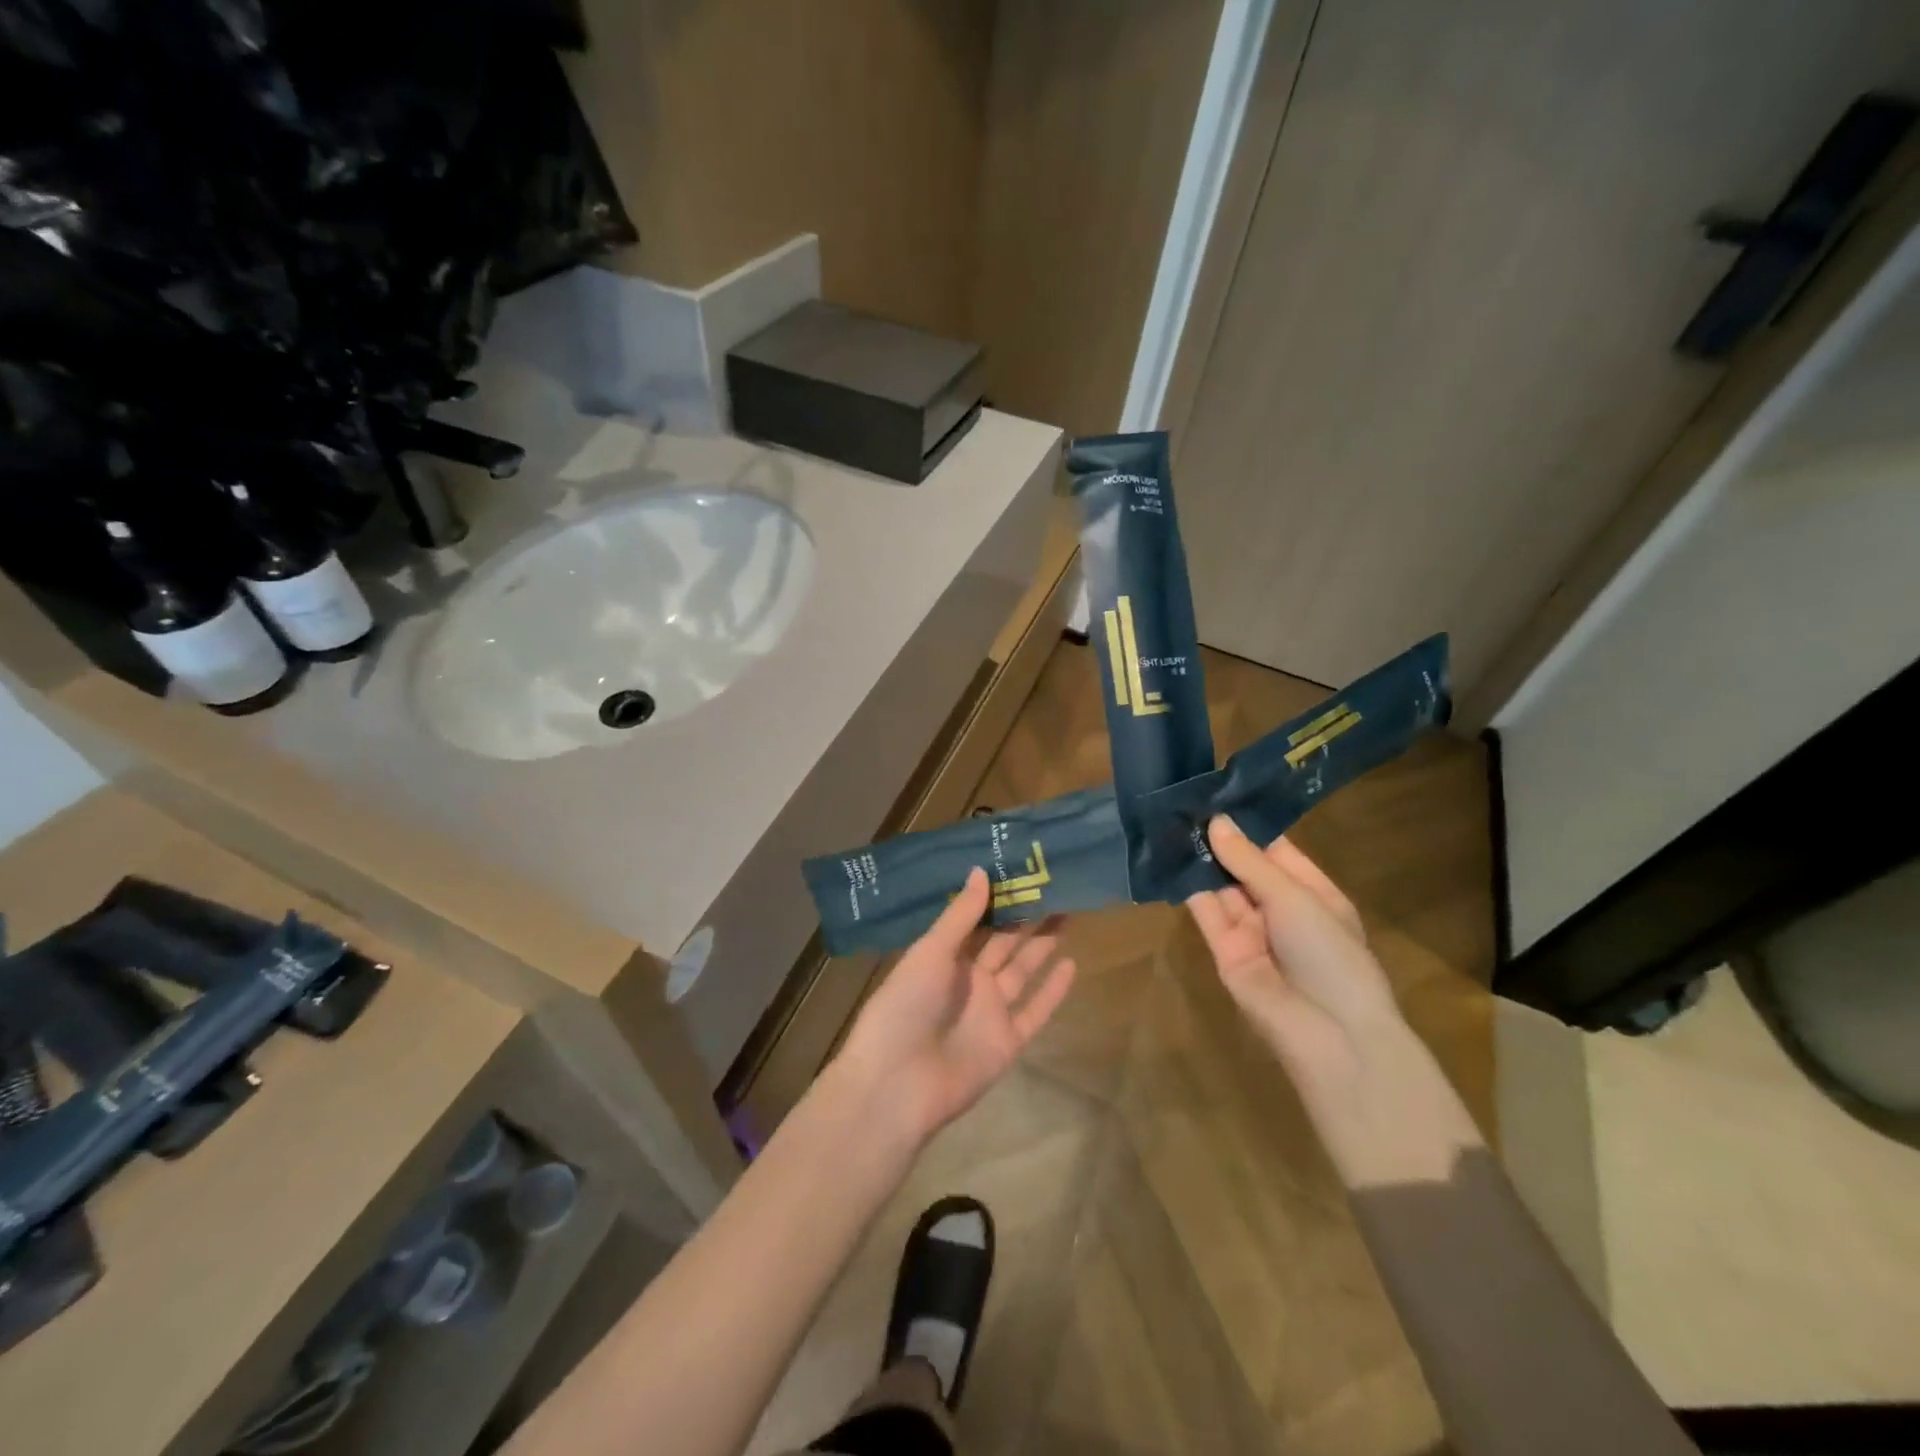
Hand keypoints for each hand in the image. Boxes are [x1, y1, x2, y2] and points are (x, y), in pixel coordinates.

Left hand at [834, 868, 1076, 1144]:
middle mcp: (969, 980)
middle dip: (1027, 916)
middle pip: (1005, 942)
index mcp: (944, 957)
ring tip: (1069, 913)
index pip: (977, 921)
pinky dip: (1052, 990)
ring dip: (1043, 945)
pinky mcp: (1008, 1041)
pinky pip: (1035, 1010)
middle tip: (1056, 885)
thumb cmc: (905, 1006)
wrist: (898, 1084)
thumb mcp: (930, 952)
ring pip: (1024, 970)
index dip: (999, 898)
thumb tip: (982, 870)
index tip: (1023, 869)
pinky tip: (1072, 963)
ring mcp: (990, 1011)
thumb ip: (960, 916)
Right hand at [1187, 816, 1480, 1184]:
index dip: (1248, 825)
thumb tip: (1216, 822)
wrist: (1328, 1033)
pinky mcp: (1223, 950)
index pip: (1276, 850)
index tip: (1216, 793)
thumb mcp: (1295, 898)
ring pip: (1221, 887)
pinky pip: (1205, 912)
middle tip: (1183, 802)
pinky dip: (1188, 887)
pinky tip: (1168, 856)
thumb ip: (1250, 861)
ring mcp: (1251, 930)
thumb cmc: (1330, 955)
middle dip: (1219, 840)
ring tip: (1169, 821)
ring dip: (1200, 860)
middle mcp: (1281, 909)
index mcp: (1313, 893)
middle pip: (1244, 867)